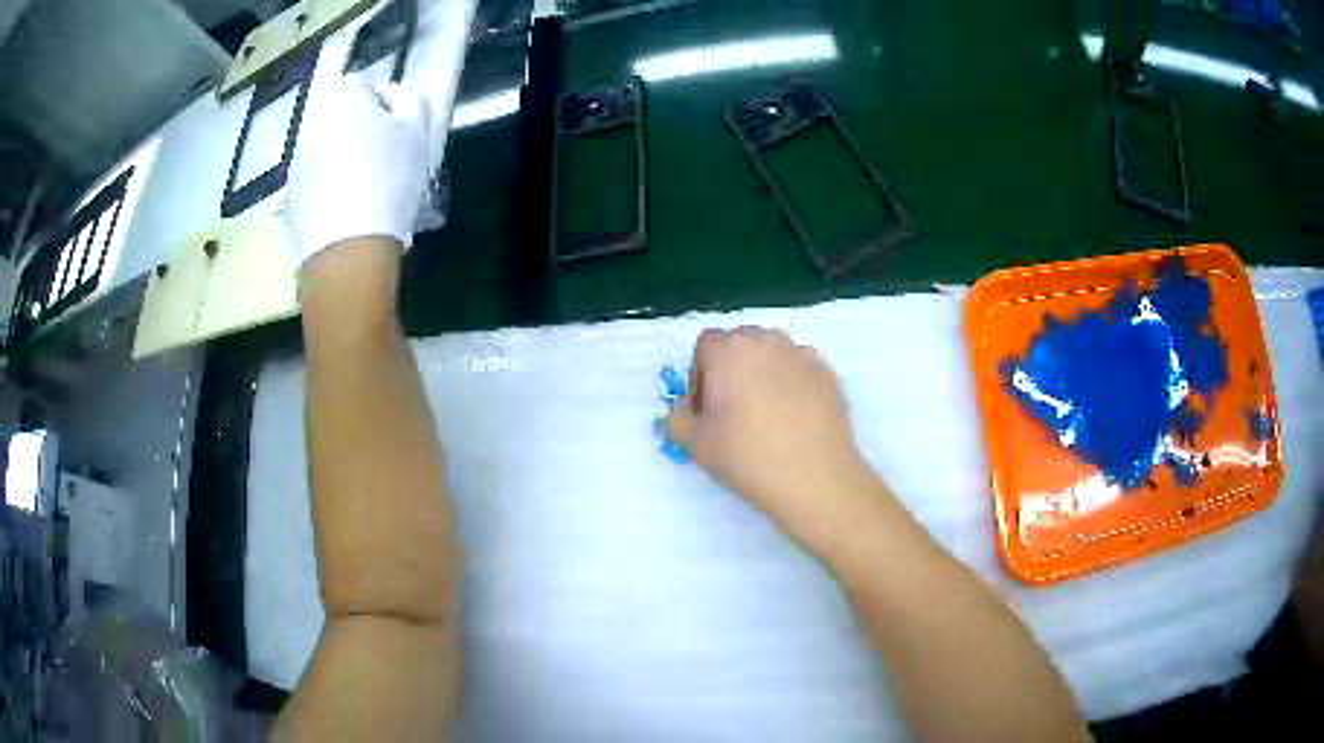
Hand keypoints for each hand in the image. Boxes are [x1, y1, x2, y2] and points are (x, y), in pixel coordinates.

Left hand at [284, 76, 431, 266]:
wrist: (348, 251)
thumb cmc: (389, 182)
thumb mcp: (419, 133)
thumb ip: (413, 102)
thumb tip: (400, 98)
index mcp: (344, 102)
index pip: (364, 83)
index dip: (386, 100)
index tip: (402, 125)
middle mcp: (313, 125)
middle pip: (341, 118)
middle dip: (362, 131)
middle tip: (386, 157)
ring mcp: (297, 164)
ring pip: (326, 150)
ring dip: (342, 160)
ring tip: (365, 188)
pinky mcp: (290, 199)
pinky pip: (314, 183)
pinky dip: (328, 189)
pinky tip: (346, 211)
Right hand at [664, 328, 877, 544]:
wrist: (816, 479)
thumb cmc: (748, 458)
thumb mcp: (695, 444)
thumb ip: (677, 419)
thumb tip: (686, 409)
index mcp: (731, 350)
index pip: (705, 346)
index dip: (699, 376)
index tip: (707, 410)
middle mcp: (768, 341)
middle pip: (740, 345)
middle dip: (731, 371)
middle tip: (733, 413)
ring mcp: (803, 355)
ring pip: (772, 356)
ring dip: (762, 376)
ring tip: (767, 417)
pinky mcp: (828, 375)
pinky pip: (799, 372)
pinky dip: (792, 387)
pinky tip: (794, 422)